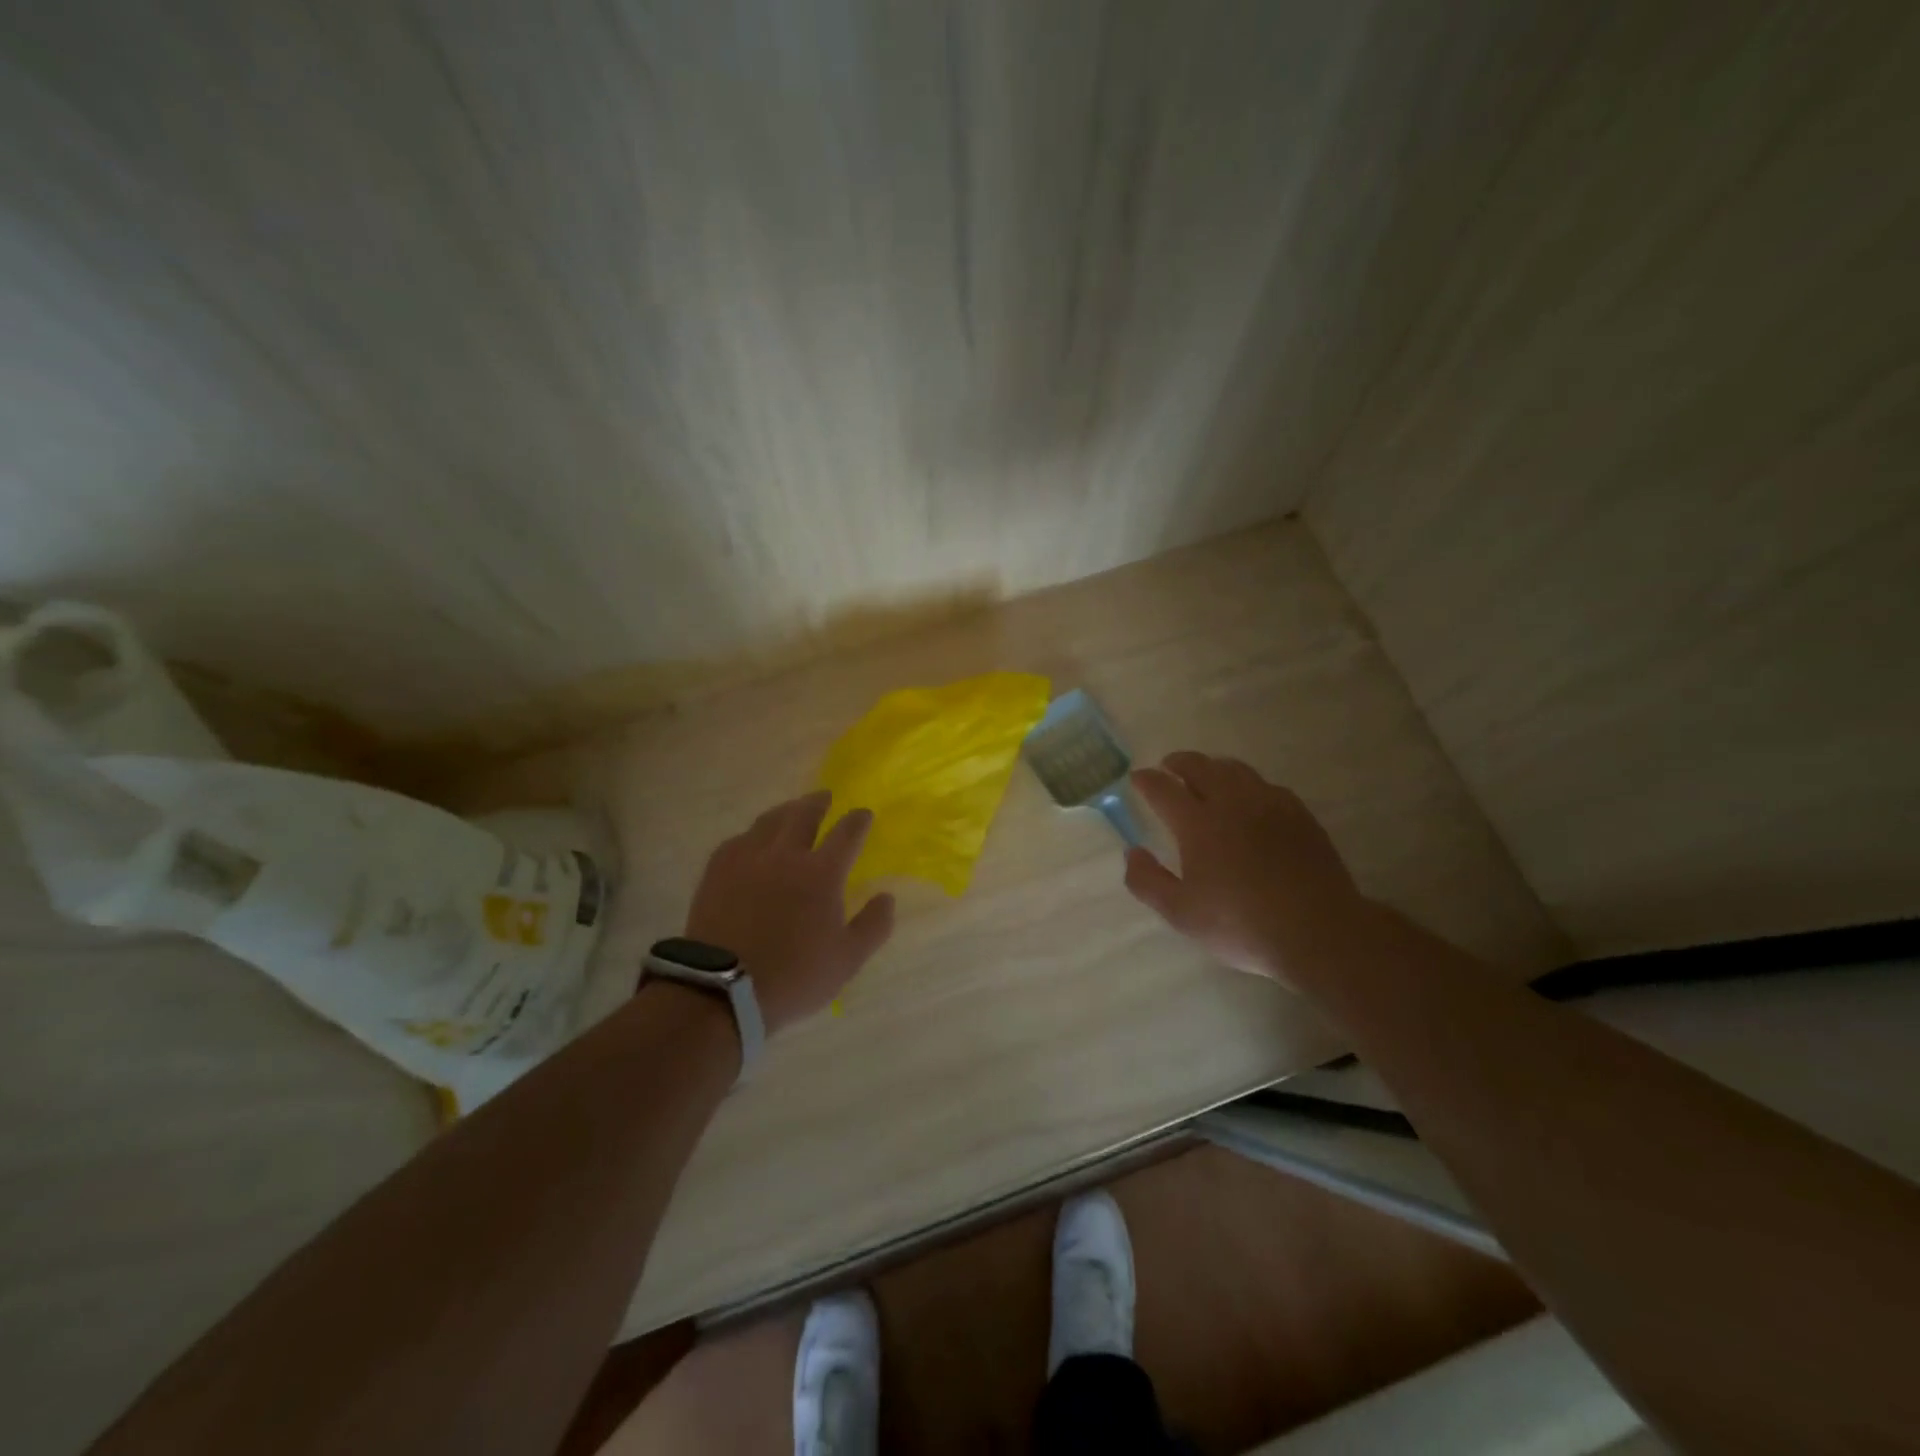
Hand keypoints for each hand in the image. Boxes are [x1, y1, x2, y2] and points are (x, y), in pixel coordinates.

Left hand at [683, 790, 895, 1033]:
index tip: (864, 814)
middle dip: (819, 802)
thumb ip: (874, 925)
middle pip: (804, 814)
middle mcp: (785, 855)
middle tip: (825, 796)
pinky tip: (753, 840)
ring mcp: (748, 859)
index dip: (858, 820)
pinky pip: (739, 840)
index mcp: (822, 873)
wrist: (722, 990)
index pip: (847, 833)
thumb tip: (887, 896)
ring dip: (786, 810)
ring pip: (769, 821)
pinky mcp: (717, 871)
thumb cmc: (794, 976)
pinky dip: (753, 834)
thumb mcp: (848, 959)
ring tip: (792, 809)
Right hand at [1124, 751, 1367, 986]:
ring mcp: (1269, 805)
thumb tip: (1132, 852)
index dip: (1146, 780)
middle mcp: (1231, 803)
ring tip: (1206, 774)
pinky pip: (1266, 785)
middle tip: (1169, 766)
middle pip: (1200, 767)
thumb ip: (1148, 881)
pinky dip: (1247, 783)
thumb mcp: (1181, 913)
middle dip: (1179, 762)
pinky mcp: (1299, 815)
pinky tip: (1249, 797)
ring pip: (1235, 770)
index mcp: (1198, 824)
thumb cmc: (1241, 924)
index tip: (1137, 777)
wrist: (1318, 932)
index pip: (1164, 789)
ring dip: (1213, 766)